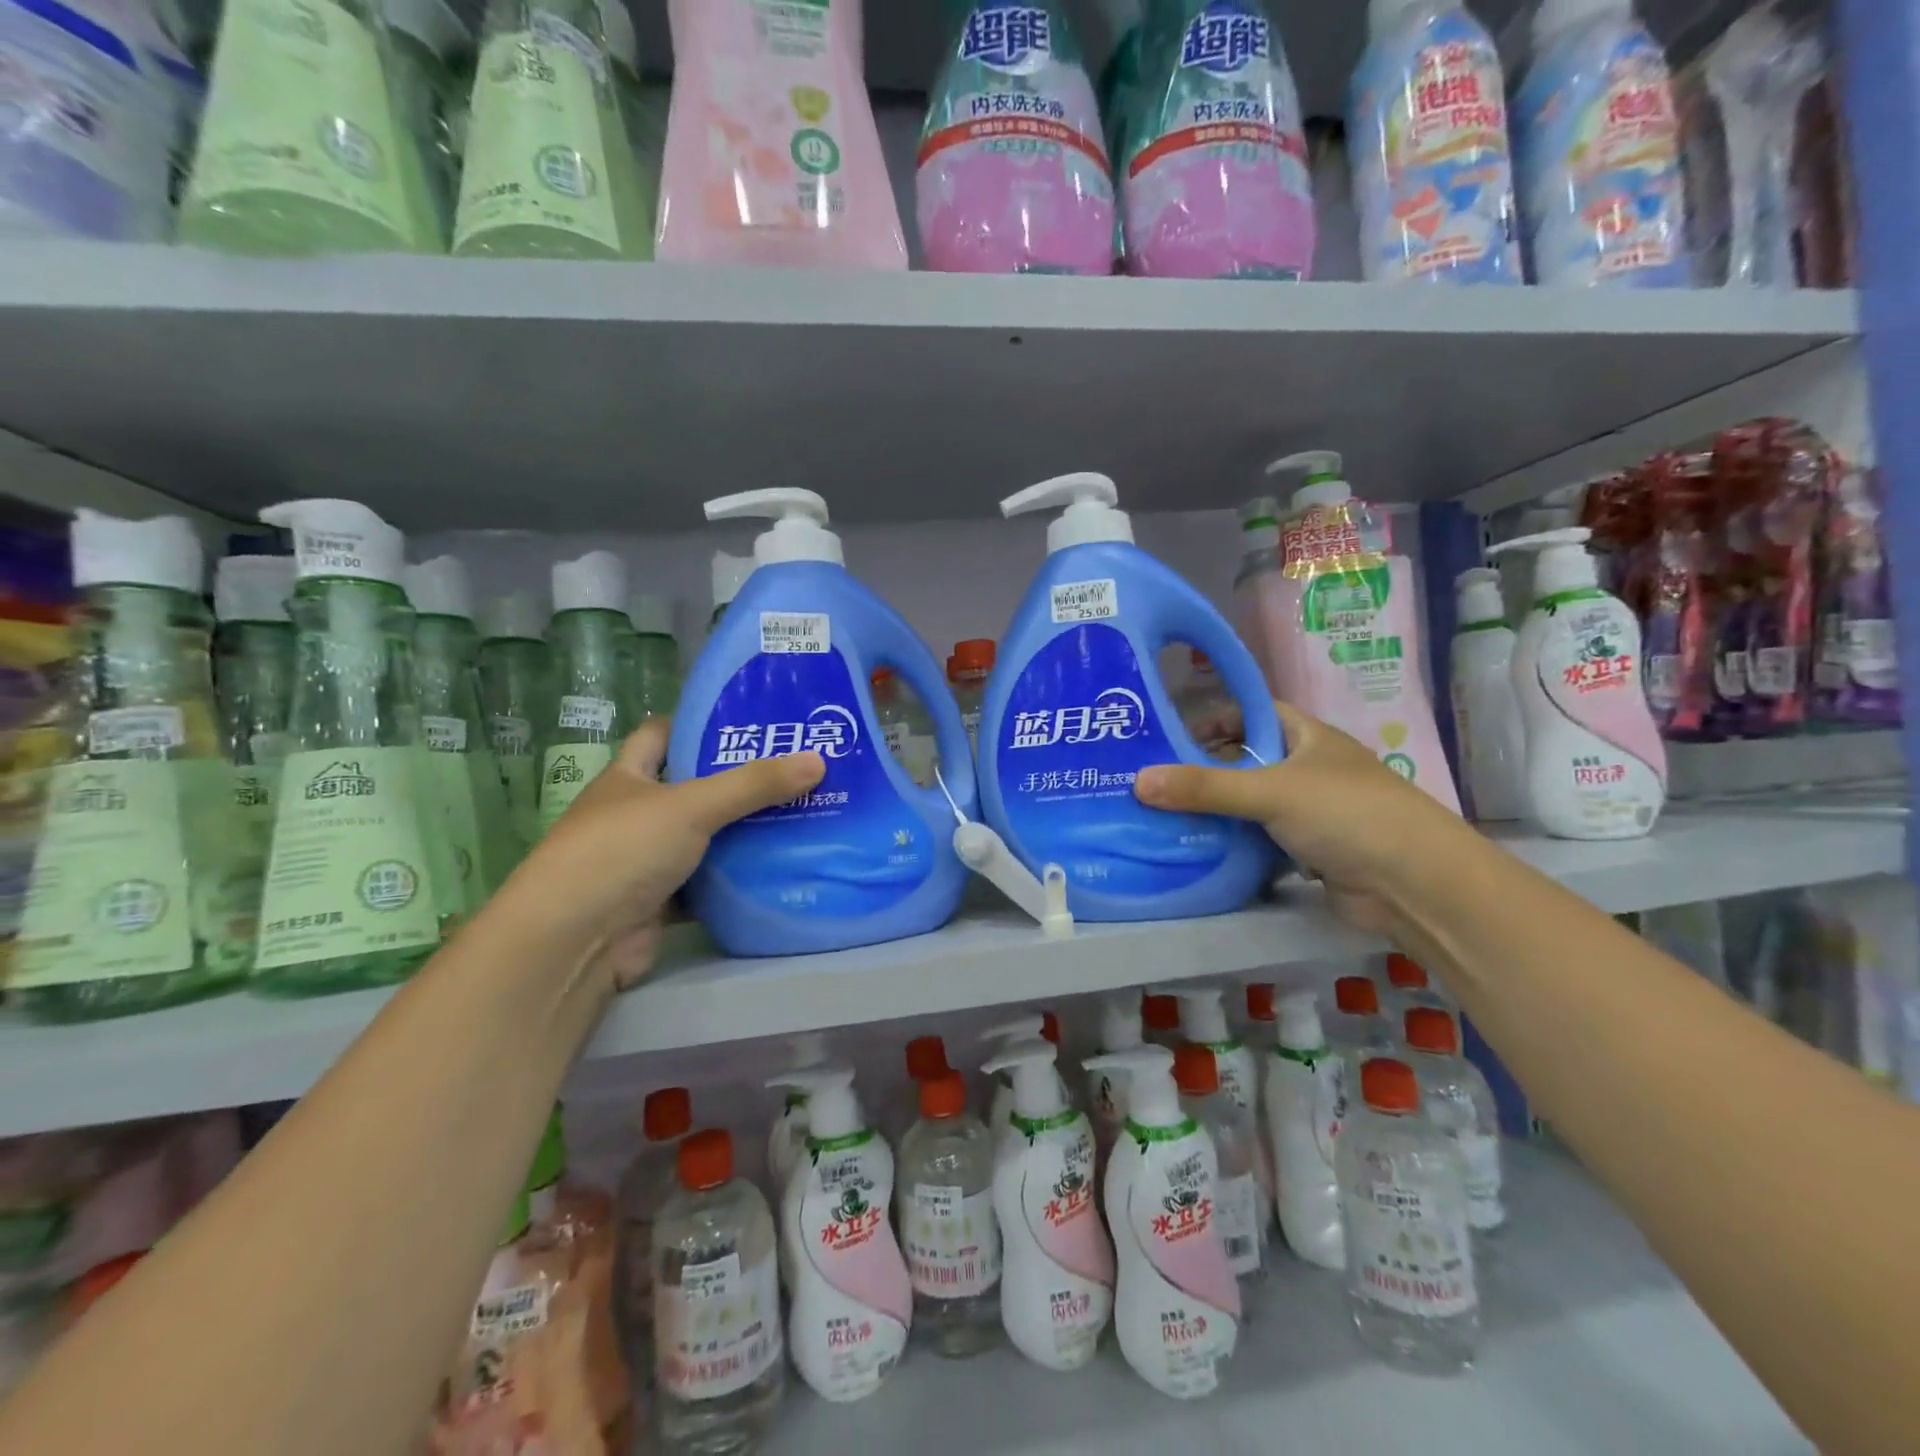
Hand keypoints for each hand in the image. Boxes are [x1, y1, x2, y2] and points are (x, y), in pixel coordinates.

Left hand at [485, 719, 823, 993]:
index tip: (748, 721)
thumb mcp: (692, 806)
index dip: (698, 723)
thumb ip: (753, 785)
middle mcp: (635, 815)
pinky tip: (777, 869)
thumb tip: (818, 760)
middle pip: (692, 788)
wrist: (574, 941)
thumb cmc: (622, 850)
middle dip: (737, 781)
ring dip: (741, 833)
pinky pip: (706, 883)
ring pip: (703, 838)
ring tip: (800, 815)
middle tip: (793, 770)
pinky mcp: (659, 903)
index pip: (661, 735)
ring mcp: (645, 861)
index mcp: (628, 778)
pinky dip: (735, 879)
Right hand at [1135, 702, 1458, 935]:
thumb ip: (1205, 787)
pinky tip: (1200, 852)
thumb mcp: (1270, 792)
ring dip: (1218, 812)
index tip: (1172, 738)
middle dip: (1206, 771)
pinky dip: (1236, 845)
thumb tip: (1138, 782)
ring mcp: (1311, 812)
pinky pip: (1261, 841)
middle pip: (1247, 761)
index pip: (1254, 713)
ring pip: (1252, 805)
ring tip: (1165, 817)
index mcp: (1308, 737)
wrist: (1413, 884)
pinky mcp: (1309, 852)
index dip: (1216, 719)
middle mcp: (1309, 769)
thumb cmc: (1346, 814)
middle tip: (1157, 783)